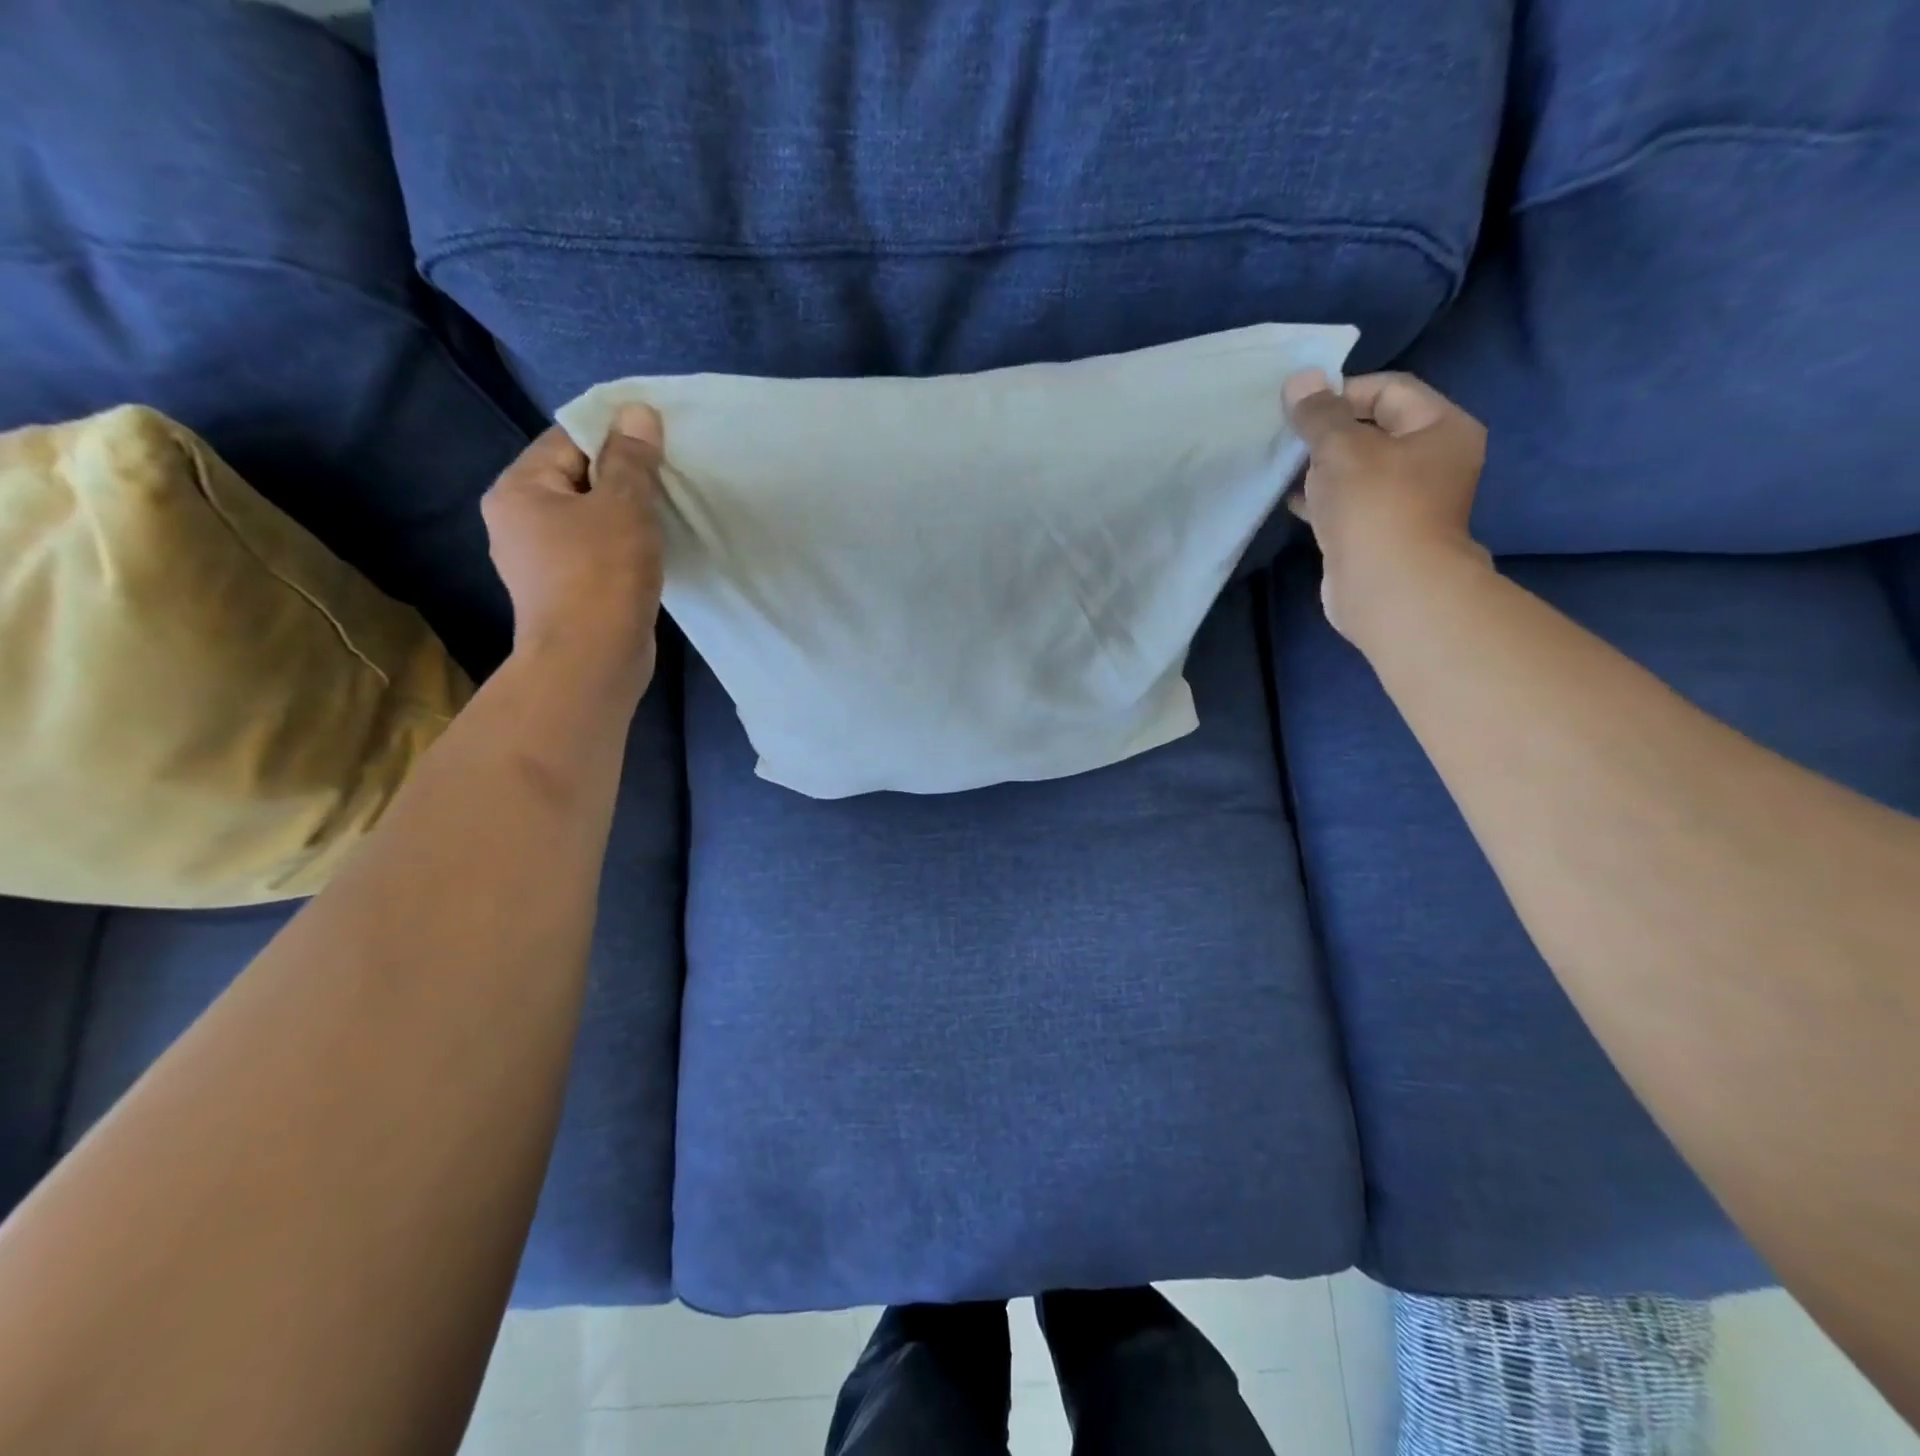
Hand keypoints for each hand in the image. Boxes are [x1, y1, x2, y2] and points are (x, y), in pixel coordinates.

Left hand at [481, 406, 666, 689]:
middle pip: (577, 478)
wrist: (591, 662)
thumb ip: (631, 458)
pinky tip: (649, 554)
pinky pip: (594, 552)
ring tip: (664, 517)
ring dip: (624, 516)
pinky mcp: (562, 591)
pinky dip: (620, 547)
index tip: (658, 446)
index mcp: (519, 489)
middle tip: (668, 482)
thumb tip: (638, 411)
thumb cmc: (602, 575)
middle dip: (622, 478)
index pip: (567, 439)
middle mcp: (516, 520)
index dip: (614, 436)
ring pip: (588, 519)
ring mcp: (537, 561)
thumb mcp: (624, 506)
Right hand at [1282, 370, 1491, 645]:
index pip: (1390, 389)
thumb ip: (1319, 414)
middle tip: (1288, 437)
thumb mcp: (1342, 448)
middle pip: (1374, 429)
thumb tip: (1299, 378)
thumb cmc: (1375, 507)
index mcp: (1442, 428)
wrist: (1389, 589)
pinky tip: (1292, 499)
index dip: (1343, 392)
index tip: (1300, 408)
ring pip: (1358, 469)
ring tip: (1284, 466)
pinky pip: (1350, 503)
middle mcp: (1433, 460)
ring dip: (1322, 466)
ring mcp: (1408, 500)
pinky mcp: (1381, 532)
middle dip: (1329, 431)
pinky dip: (1323, 498)